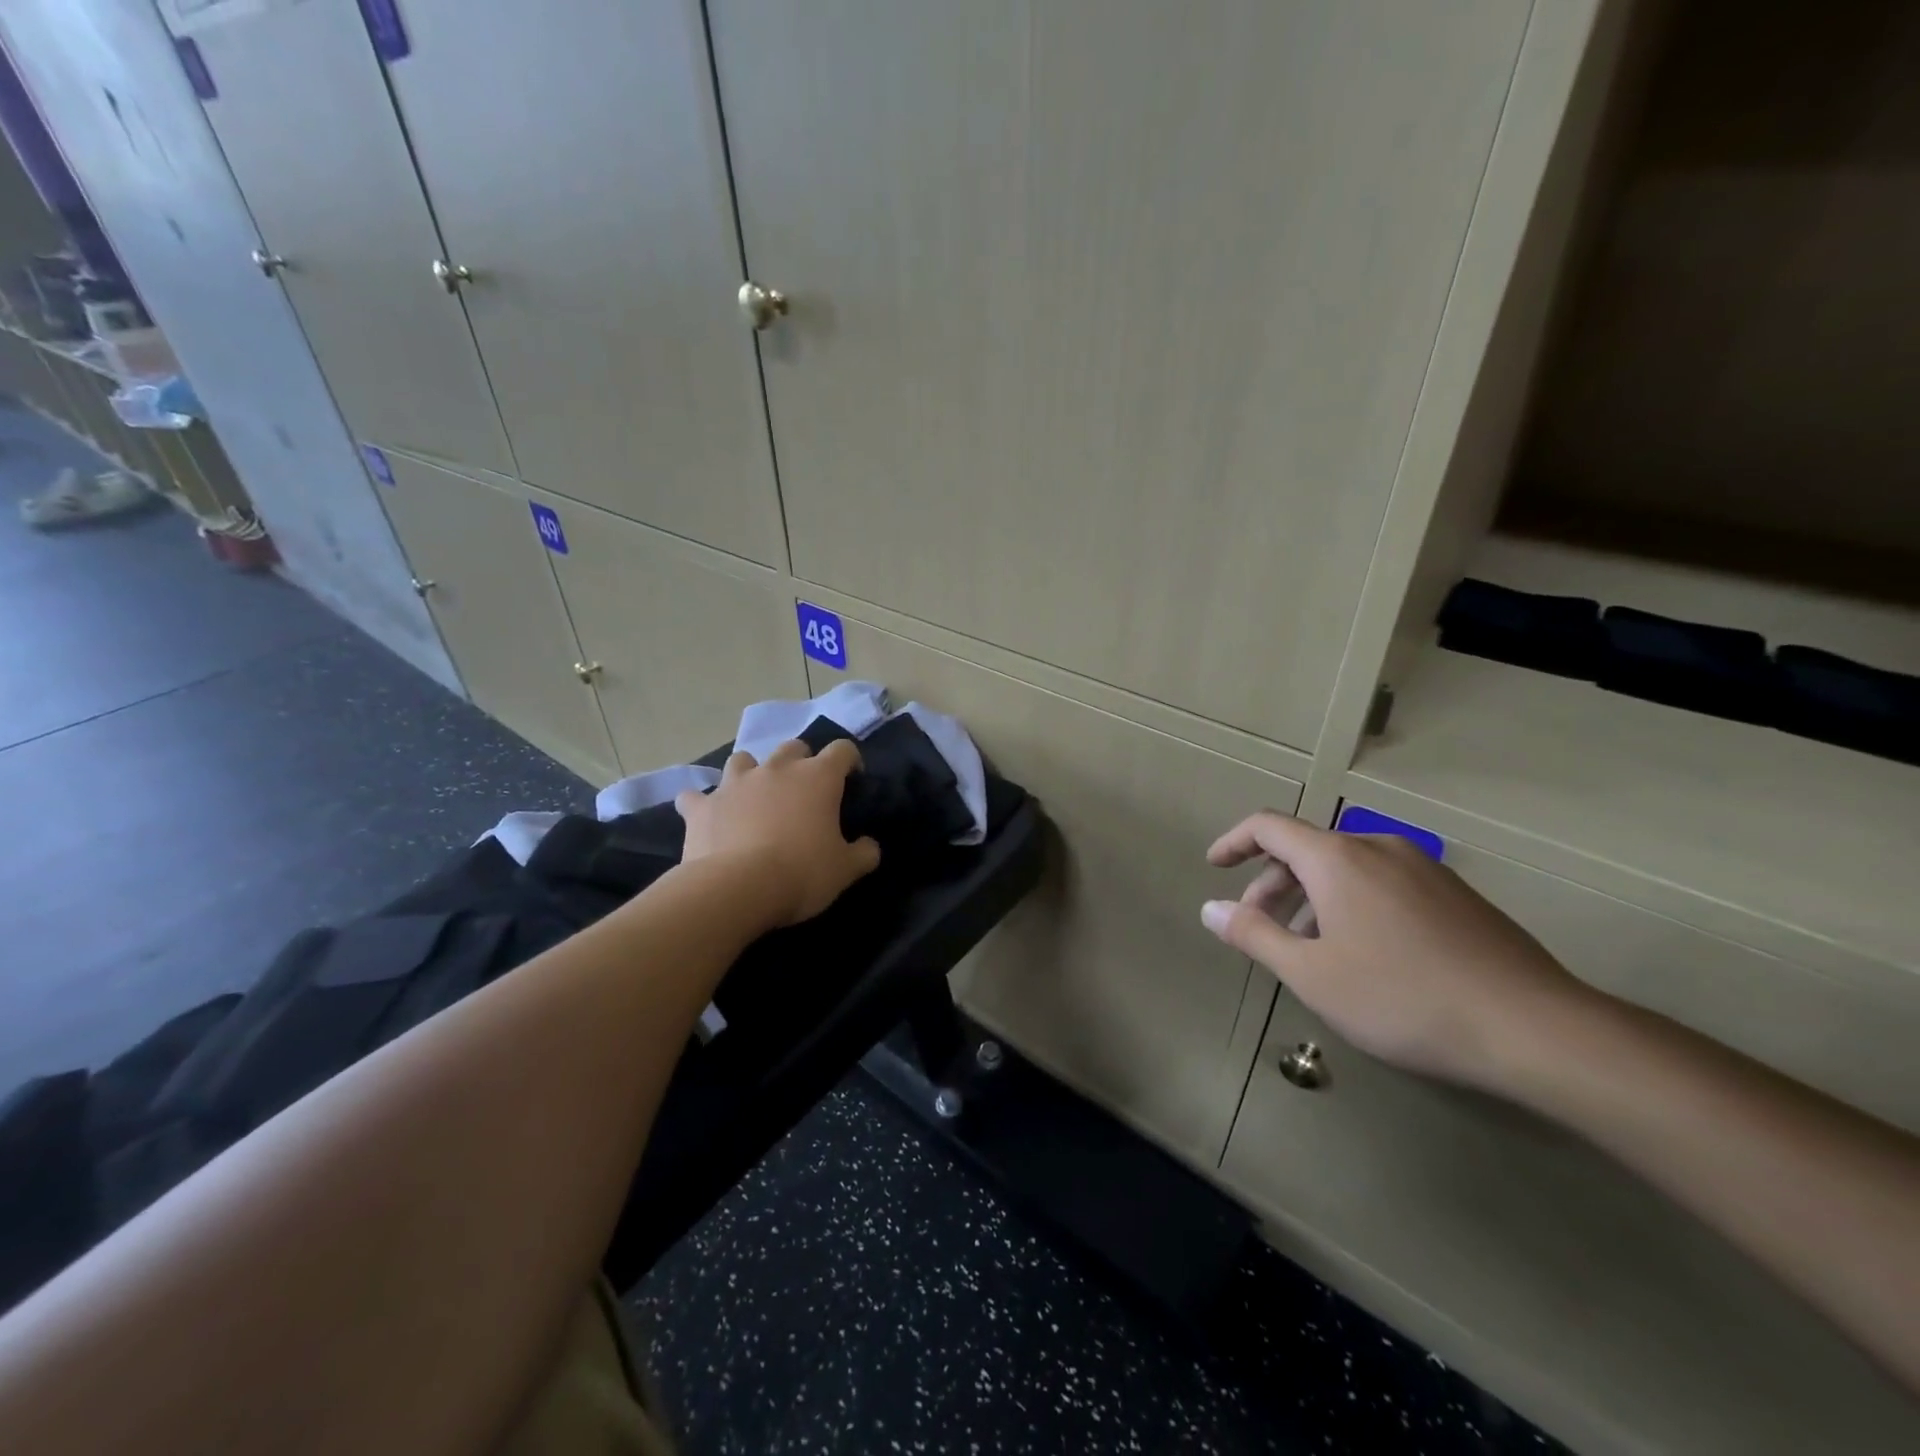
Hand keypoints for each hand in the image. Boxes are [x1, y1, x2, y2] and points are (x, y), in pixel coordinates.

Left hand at [676, 739, 881, 931]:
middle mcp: (777, 769)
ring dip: (750, 772)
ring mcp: (735, 784)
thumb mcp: (846, 870)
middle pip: (793, 747)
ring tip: (754, 795)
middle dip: (800, 762)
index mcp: (818, 777)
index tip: (852, 779)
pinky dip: (702, 803)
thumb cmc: (802, 872)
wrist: (737, 888)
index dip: (850, 761)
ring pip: (743, 759)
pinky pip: (696, 796)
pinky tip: (706, 815)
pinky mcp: (702, 806)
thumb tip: (870, 846)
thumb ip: (864, 853)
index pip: (842, 750)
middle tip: (803, 790)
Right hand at [1201, 812, 1593, 1090]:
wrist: (1532, 1027)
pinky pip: (1382, 881)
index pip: (1268, 827)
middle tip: (1257, 926)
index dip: (1234, 842)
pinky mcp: (1454, 893)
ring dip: (1311, 896)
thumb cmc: (1403, 998)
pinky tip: (1361, 951)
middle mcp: (1378, 848)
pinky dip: (1350, 902)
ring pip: (1346, 867)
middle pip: (1306, 848)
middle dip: (1271, 882)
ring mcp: (1423, 868)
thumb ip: (1254, 935)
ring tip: (1306, 946)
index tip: (1214, 865)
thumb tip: (1210, 908)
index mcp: (1338, 859)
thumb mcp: (1312, 974)